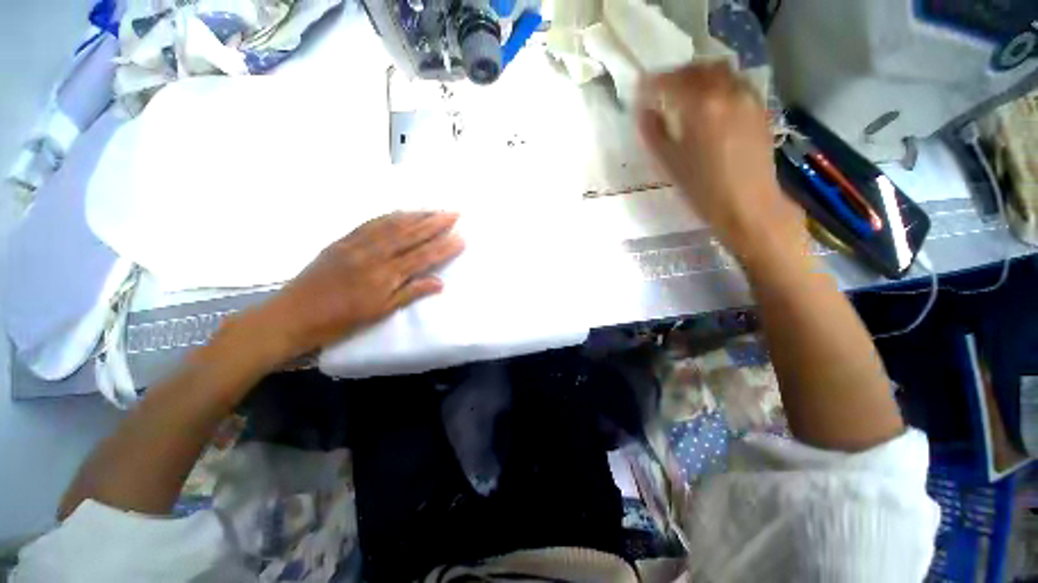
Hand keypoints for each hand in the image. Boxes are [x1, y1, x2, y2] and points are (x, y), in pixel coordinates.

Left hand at [250, 212, 464, 362]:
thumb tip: (439, 283)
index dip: (444, 247)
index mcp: (384, 276)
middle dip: (435, 223)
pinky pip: (370, 223)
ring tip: (435, 208)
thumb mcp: (379, 313)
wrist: (292, 316)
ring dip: (416, 215)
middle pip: (410, 234)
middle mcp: (373, 254)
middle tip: (454, 213)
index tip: (461, 237)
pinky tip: (402, 212)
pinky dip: (390, 215)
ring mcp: (356, 244)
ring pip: (392, 225)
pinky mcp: (342, 240)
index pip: (422, 256)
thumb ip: (410, 293)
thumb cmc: (340, 321)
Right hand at [637, 62, 804, 261]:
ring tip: (686, 94)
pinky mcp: (759, 109)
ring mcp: (747, 98)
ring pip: (720, 72)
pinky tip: (711, 104)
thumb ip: (654, 133)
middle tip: (662, 90)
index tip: (640, 89)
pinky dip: (718, 85)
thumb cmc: (704, 190)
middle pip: (698, 69)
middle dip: (677, 75)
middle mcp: (727, 93)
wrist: (749, 205)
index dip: (653, 83)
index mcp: (701, 107)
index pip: (672, 81)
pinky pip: (736, 83)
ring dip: (699, 76)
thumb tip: (644, 111)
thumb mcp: (670, 164)